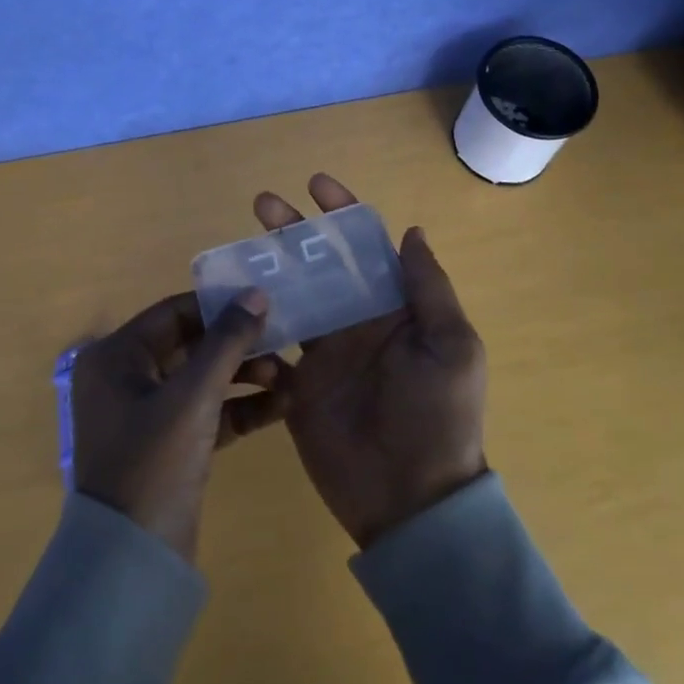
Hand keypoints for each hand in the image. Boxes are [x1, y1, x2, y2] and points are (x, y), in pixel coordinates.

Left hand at [71, 289, 290, 563]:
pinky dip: (239, 409)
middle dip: (238, 346)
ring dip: (244, 376)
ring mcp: (146, 414)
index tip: (265, 304)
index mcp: (116, 356)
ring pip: (202, 380)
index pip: (174, 313)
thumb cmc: (153, 464)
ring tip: (288, 377)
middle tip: (284, 343)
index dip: (219, 307)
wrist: (132, 566)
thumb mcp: (193, 397)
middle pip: (191, 345)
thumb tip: (255, 293)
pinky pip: (206, 413)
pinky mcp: (168, 445)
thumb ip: (227, 342)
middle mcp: (125, 378)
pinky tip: (280, 406)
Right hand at [255, 174, 487, 549]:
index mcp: (395, 307)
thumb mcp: (451, 346)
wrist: (410, 499)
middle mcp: (357, 320)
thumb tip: (411, 230)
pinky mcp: (298, 383)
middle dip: (295, 231)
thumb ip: (428, 287)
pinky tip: (231, 299)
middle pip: (321, 263)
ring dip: (268, 267)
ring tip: (238, 246)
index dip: (343, 212)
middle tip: (263, 205)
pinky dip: (254, 320)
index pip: (367, 247)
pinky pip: (273, 342)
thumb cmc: (437, 415)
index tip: (316, 184)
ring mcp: (325, 351)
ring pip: (292, 295)